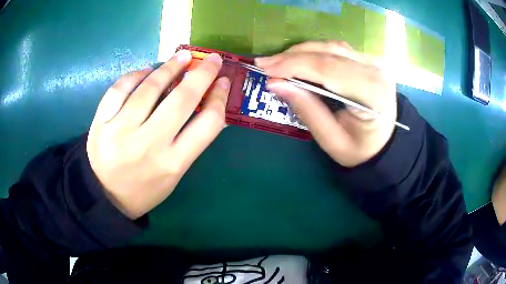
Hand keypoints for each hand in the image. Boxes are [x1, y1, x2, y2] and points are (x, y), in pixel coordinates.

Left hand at [87, 51, 229, 218]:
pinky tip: (144, 72)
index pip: (207, 123)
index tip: (222, 82)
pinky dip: (135, 76)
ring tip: (181, 57)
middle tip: (210, 58)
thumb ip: (191, 143)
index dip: (219, 97)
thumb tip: (209, 107)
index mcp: (173, 163)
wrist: (105, 197)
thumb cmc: (143, 190)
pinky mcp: (101, 123)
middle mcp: (149, 145)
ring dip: (170, 67)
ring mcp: (121, 131)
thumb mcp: (174, 174)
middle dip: (201, 74)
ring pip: (150, 88)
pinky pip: (119, 89)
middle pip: (182, 99)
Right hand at [255, 41, 396, 166]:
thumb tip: (275, 84)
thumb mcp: (331, 140)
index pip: (329, 70)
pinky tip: (298, 59)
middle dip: (292, 56)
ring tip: (277, 61)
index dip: (295, 65)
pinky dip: (314, 51)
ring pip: (331, 46)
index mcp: (372, 94)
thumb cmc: (360, 149)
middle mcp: (376, 72)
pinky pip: (337, 49)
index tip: (266, 70)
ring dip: (301, 51)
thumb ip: (306, 110)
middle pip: (329, 53)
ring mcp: (373, 63)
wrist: (383, 143)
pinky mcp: (367, 61)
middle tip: (264, 64)